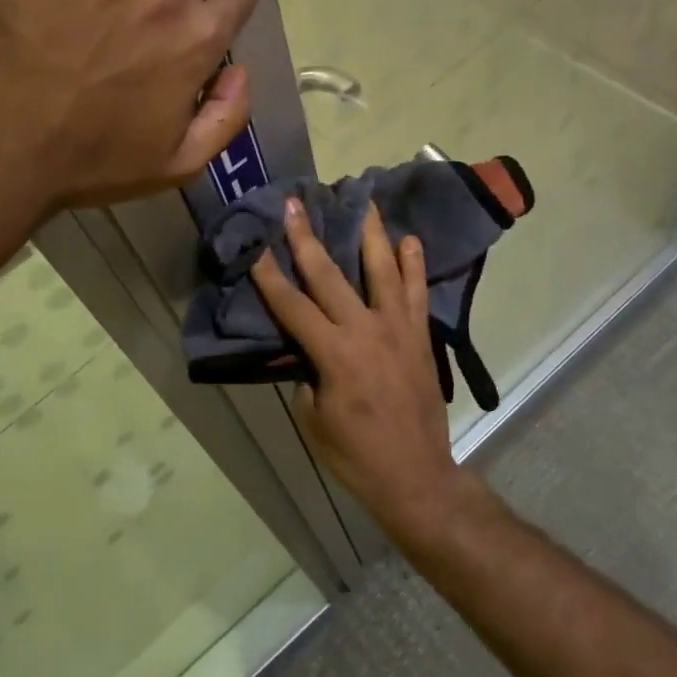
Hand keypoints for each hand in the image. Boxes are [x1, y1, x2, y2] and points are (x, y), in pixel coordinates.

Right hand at [252, 198, 478, 542]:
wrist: (417, 476)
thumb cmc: (356, 454)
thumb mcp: (313, 419)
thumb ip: (307, 375)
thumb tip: (307, 349)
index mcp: (334, 354)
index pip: (292, 305)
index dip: (269, 274)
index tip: (256, 245)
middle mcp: (365, 331)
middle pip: (330, 275)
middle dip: (307, 237)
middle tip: (296, 203)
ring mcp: (397, 329)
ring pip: (382, 270)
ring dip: (370, 233)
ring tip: (363, 201)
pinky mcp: (420, 336)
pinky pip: (417, 293)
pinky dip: (414, 265)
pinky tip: (409, 240)